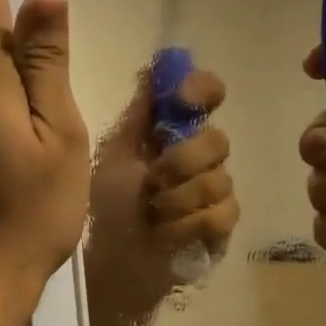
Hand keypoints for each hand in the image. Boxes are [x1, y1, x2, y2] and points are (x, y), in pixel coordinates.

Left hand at [85, 64, 238, 315]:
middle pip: (217, 139)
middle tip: (151, 182)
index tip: (185, 100)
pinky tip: (166, 235)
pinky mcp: (219, 227)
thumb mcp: (112, 151)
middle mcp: (196, 153)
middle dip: (181, 163)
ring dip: (178, 201)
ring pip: (221, 179)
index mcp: (169, 129)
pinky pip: (223, 214)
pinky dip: (189, 226)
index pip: (205, 92)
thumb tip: (155, 62)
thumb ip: (138, 111)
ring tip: (152, 215)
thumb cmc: (102, 204)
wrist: (104, 262)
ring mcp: (213, 191)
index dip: (202, 89)